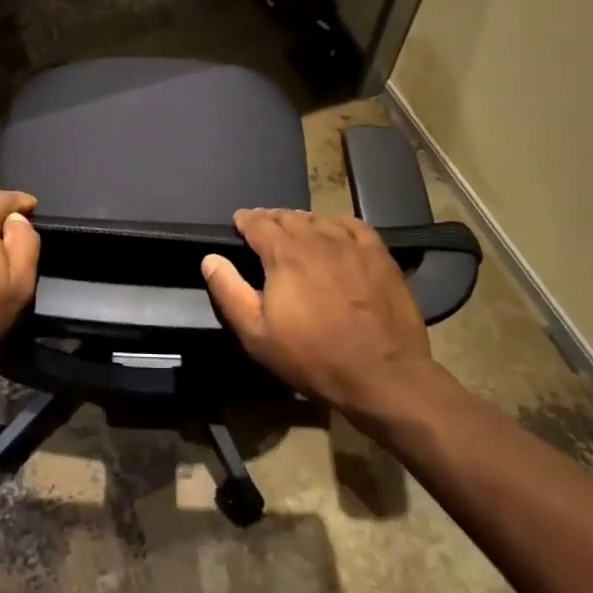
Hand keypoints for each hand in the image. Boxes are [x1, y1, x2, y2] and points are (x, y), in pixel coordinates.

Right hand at [201, 208, 435, 425]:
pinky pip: (353, 225)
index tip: (238, 223)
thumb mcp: (257, 334)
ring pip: (319, 218)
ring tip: (296, 229)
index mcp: (283, 254)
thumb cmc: (313, 357)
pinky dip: (337, 224)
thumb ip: (229, 292)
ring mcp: (351, 245)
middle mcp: (316, 239)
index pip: (257, 223)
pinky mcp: (379, 255)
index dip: (245, 220)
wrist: (382, 376)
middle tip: (263, 226)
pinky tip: (335, 232)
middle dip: (271, 218)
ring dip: (302, 220)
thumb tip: (210, 259)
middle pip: (288, 216)